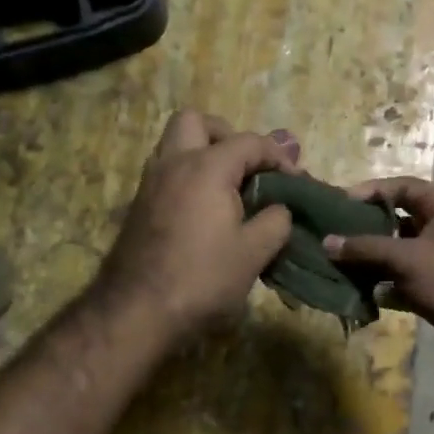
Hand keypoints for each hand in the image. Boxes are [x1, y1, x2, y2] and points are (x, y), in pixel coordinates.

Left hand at [95, 111, 295, 344]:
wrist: (138, 311)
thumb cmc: (202, 278)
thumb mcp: (254, 252)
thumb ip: (276, 221)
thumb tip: (279, 209)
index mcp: (206, 167)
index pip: (250, 142)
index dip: (278, 157)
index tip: (295, 180)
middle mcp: (173, 163)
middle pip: (196, 122)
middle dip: (226, 135)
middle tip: (246, 167)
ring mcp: (150, 183)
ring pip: (174, 145)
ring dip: (203, 154)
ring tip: (229, 188)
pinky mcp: (138, 206)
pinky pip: (166, 172)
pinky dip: (188, 177)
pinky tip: (206, 211)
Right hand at [323, 177, 433, 375]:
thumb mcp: (407, 258)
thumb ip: (366, 248)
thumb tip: (327, 243)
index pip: (402, 188)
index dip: (371, 191)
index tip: (340, 204)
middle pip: (398, 222)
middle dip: (366, 230)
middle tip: (333, 238)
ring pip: (400, 256)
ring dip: (373, 262)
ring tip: (339, 267)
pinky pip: (406, 283)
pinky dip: (387, 288)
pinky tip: (363, 296)